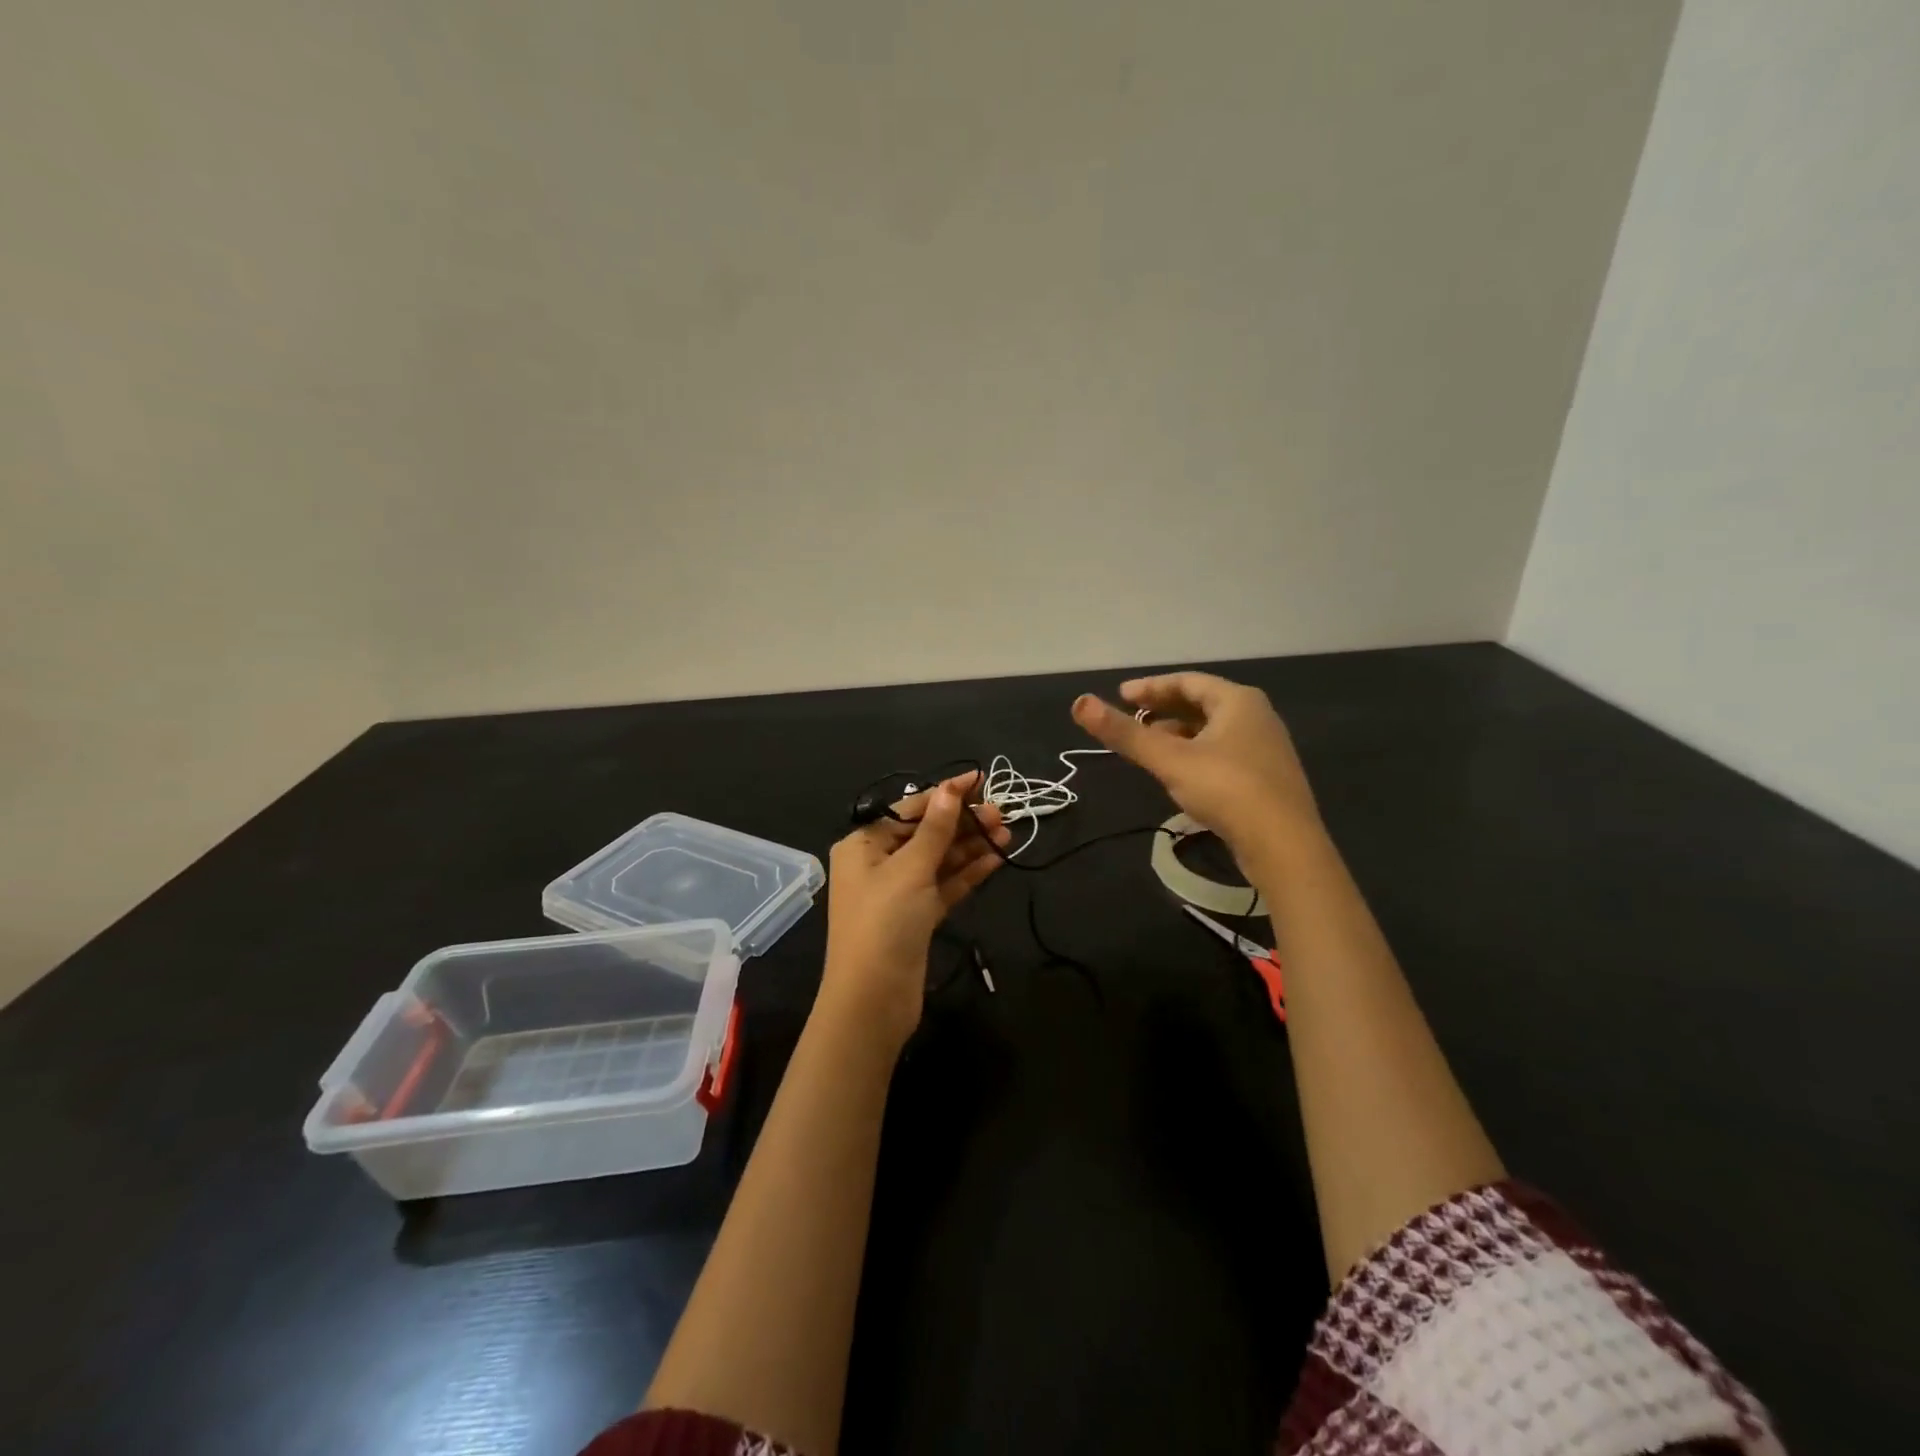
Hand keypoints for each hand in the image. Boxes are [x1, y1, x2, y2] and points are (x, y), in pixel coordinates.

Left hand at [820, 772, 1009, 1051]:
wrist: (872, 1001)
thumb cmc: (884, 923)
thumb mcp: (910, 869)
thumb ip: (935, 829)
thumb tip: (950, 788)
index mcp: (863, 845)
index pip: (909, 809)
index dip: (945, 793)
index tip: (980, 779)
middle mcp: (878, 864)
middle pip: (926, 833)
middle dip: (962, 822)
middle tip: (1002, 814)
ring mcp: (898, 892)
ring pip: (939, 860)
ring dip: (970, 846)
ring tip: (1007, 833)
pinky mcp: (917, 917)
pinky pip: (944, 886)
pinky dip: (967, 873)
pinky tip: (995, 860)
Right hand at [1071, 672, 1322, 872]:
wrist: (1285, 846)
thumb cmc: (1227, 790)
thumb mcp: (1169, 760)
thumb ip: (1125, 733)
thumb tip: (1079, 702)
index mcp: (1238, 701)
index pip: (1187, 681)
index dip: (1150, 687)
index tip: (1120, 696)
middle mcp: (1257, 716)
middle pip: (1202, 703)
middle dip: (1163, 709)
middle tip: (1131, 718)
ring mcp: (1265, 748)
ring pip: (1213, 730)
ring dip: (1179, 733)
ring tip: (1150, 745)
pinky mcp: (1266, 777)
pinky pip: (1223, 752)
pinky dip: (1196, 753)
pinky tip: (1180, 773)